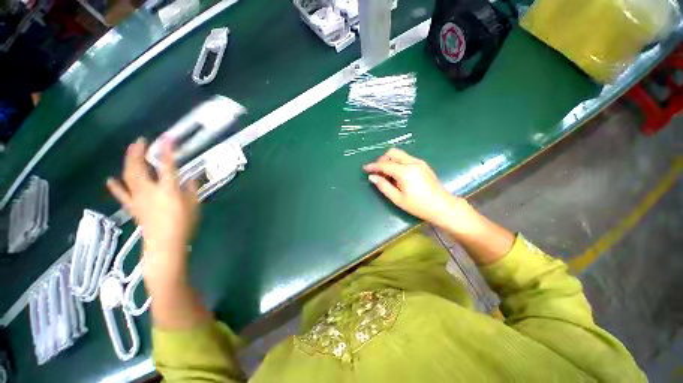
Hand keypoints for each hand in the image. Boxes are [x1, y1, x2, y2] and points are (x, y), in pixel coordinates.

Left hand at [106, 137, 198, 282]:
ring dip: (128, 162)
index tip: (167, 138)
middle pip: (139, 167)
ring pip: (129, 176)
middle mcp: (150, 190)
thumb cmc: (183, 225)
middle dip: (138, 152)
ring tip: (129, 152)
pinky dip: (115, 186)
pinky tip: (110, 179)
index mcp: (167, 189)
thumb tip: (192, 179)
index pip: (167, 166)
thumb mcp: (194, 206)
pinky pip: (122, 194)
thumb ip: (191, 190)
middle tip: (140, 141)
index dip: (167, 151)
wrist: (165, 245)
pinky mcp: (134, 207)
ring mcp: (138, 198)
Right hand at [363, 149, 467, 228]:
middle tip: (377, 171)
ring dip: (390, 160)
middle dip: (382, 160)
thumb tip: (372, 177)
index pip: (384, 165)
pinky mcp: (423, 164)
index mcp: (405, 171)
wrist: (442, 206)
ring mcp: (419, 162)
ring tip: (387, 174)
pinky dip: (398, 162)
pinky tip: (397, 174)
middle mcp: (412, 162)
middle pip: (392, 153)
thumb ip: (383, 186)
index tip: (365, 168)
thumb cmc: (418, 205)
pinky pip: (406, 158)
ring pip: (399, 154)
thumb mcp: (397, 198)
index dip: (373, 166)